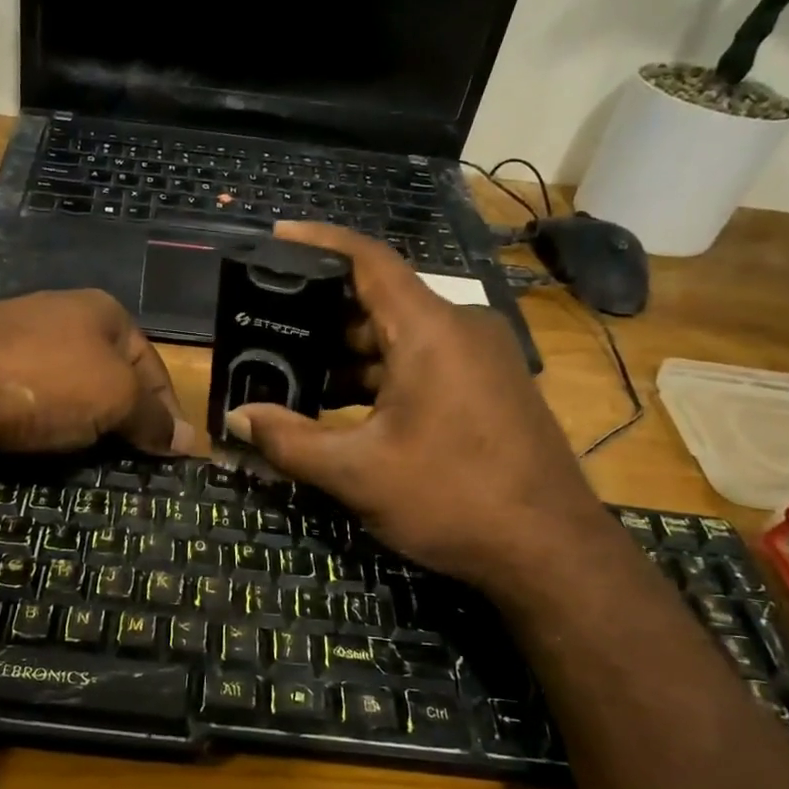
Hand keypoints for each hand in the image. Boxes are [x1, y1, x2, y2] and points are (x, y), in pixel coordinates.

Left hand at [0, 290, 194, 458]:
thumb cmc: (43, 382)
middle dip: (122, 417)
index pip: (151, 363)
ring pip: (67, 387)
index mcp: (101, 310)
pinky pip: (29, 398)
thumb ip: (154, 417)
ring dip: (82, 422)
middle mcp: (60, 313)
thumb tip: (188, 440)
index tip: (171, 454)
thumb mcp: (115, 398)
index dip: (167, 409)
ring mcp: (14, 335)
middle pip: (109, 374)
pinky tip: (40, 446)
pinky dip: (42, 423)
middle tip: (132, 461)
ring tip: (89, 462)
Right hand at [225, 223, 608, 594]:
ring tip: (293, 373)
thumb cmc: (452, 499)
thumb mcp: (358, 473)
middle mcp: (460, 329)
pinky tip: (343, 406)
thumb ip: (289, 441)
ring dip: (348, 353)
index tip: (276, 236)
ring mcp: (480, 358)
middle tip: (267, 325)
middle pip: (379, 300)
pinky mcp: (488, 387)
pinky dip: (379, 375)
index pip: (369, 260)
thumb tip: (237, 417)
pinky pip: (422, 362)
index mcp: (429, 331)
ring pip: (400, 336)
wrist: (552, 552)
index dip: (319, 242)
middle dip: (321, 313)